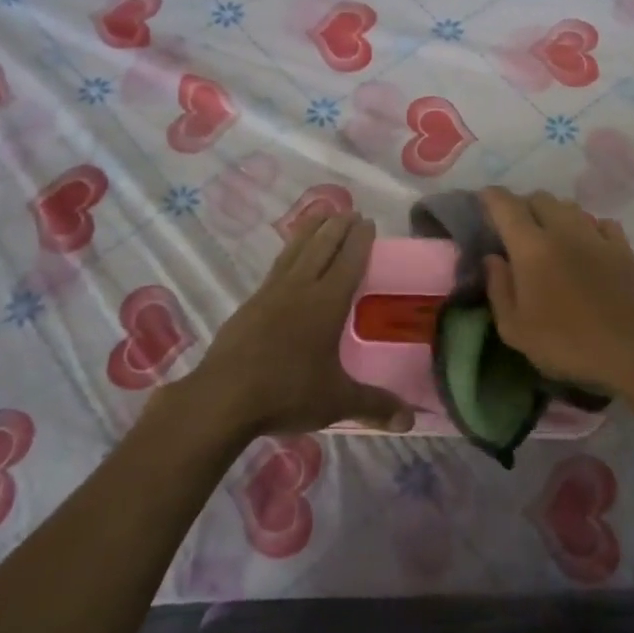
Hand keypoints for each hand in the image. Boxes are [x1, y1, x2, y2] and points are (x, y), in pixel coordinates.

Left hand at [177, 213, 414, 439]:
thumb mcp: (337, 401)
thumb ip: (374, 405)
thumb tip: (410, 421)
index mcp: (326, 303)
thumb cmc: (287, 392)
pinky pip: (276, 267)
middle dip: (338, 227)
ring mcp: (270, 294)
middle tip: (350, 211)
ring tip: (320, 214)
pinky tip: (288, 257)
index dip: (360, 240)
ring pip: (295, 251)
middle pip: (322, 247)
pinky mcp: (249, 304)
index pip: (348, 262)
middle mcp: (300, 289)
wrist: (223, 397)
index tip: (368, 221)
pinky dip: (289, 252)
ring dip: (310, 230)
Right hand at [479, 188, 633, 396]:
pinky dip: (588, 227)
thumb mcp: (515, 329)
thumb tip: (492, 258)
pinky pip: (601, 223)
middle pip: (540, 198)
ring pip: (570, 207)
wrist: (631, 355)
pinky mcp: (623, 249)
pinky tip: (587, 245)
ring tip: (551, 236)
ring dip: (554, 214)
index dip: (491, 197)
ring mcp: (597, 237)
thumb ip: (498, 288)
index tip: (483, 199)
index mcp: (531, 248)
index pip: (506, 206)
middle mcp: (564, 231)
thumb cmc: (565, 345)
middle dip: (523, 205)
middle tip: (516, 227)